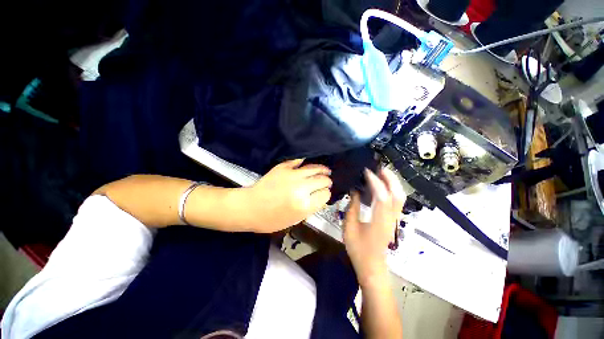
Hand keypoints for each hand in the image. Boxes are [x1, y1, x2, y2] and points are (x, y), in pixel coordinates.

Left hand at [245, 159, 331, 232]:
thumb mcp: (295, 220)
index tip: (324, 194)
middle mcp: (301, 188)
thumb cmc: (272, 219)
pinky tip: (309, 163)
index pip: (325, 194)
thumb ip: (311, 208)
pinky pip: (299, 160)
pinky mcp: (283, 167)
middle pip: (322, 180)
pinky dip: (305, 161)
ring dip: (322, 169)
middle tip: (327, 182)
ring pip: (314, 168)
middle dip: (327, 181)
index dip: (326, 194)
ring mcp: (292, 175)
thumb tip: (322, 197)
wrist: (251, 207)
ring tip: (326, 170)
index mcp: (304, 205)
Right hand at [344, 168, 404, 286]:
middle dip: (390, 178)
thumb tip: (355, 191)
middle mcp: (391, 218)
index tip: (366, 171)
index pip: (381, 195)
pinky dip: (391, 190)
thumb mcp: (350, 227)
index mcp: (379, 220)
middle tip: (379, 167)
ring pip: (400, 197)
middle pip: (397, 194)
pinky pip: (396, 201)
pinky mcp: (393, 220)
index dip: (375, 181)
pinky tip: (382, 186)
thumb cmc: (358, 249)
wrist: (372, 266)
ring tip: (382, 173)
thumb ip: (352, 207)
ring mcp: (394, 219)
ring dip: (393, 183)